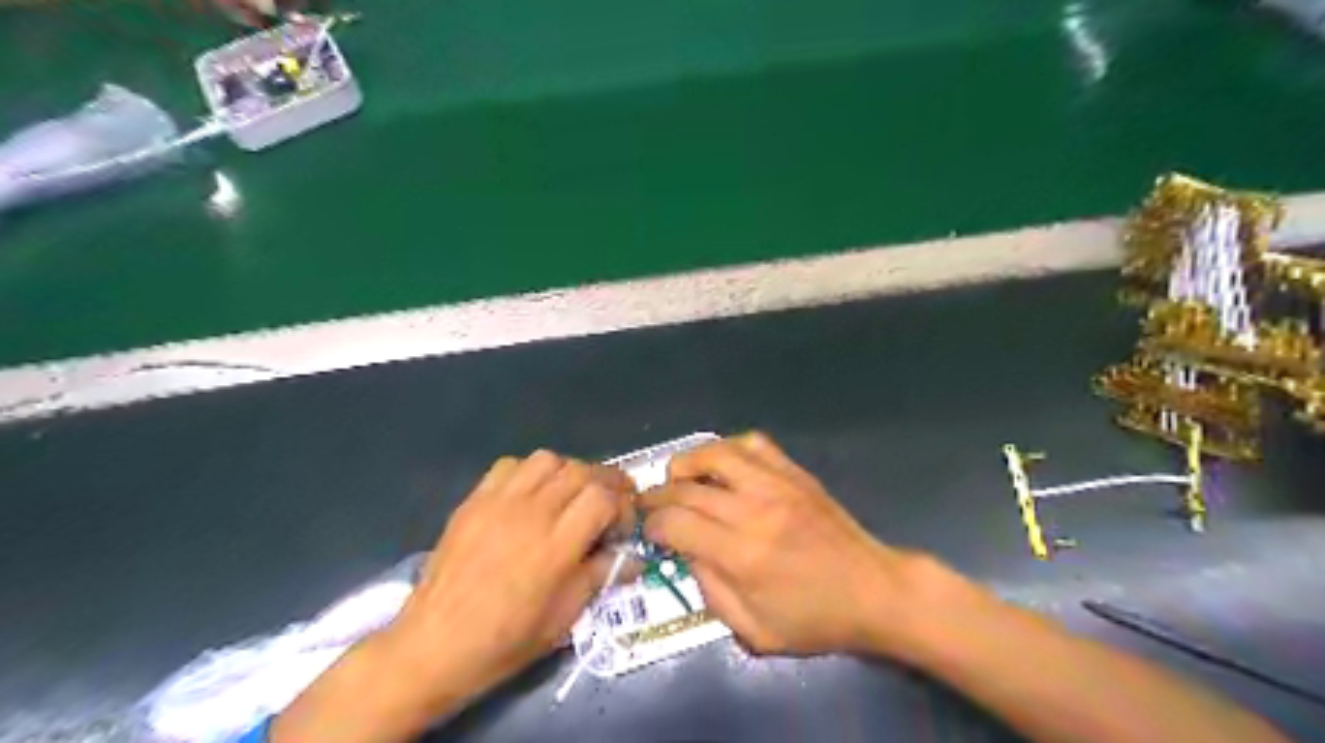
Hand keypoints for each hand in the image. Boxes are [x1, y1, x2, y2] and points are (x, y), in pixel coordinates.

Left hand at [383, 452, 637, 700]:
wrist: (432, 647)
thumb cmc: (503, 642)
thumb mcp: (563, 619)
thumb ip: (600, 576)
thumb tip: (633, 558)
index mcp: (556, 547)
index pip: (602, 497)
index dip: (621, 507)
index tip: (620, 528)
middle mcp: (531, 514)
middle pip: (580, 471)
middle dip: (605, 483)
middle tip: (611, 503)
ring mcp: (498, 502)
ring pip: (547, 459)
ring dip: (568, 472)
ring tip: (571, 496)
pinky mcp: (473, 501)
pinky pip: (510, 465)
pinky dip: (529, 472)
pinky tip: (531, 496)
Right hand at [641, 436, 940, 655]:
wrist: (873, 591)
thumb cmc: (815, 620)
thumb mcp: (754, 630)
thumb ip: (710, 592)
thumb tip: (685, 552)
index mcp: (741, 555)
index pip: (676, 523)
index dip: (653, 525)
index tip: (651, 532)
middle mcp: (753, 511)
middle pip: (687, 487)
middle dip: (658, 494)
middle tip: (650, 504)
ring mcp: (776, 485)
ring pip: (715, 452)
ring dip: (687, 462)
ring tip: (678, 477)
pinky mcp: (794, 473)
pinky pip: (753, 444)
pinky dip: (728, 448)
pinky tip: (723, 466)